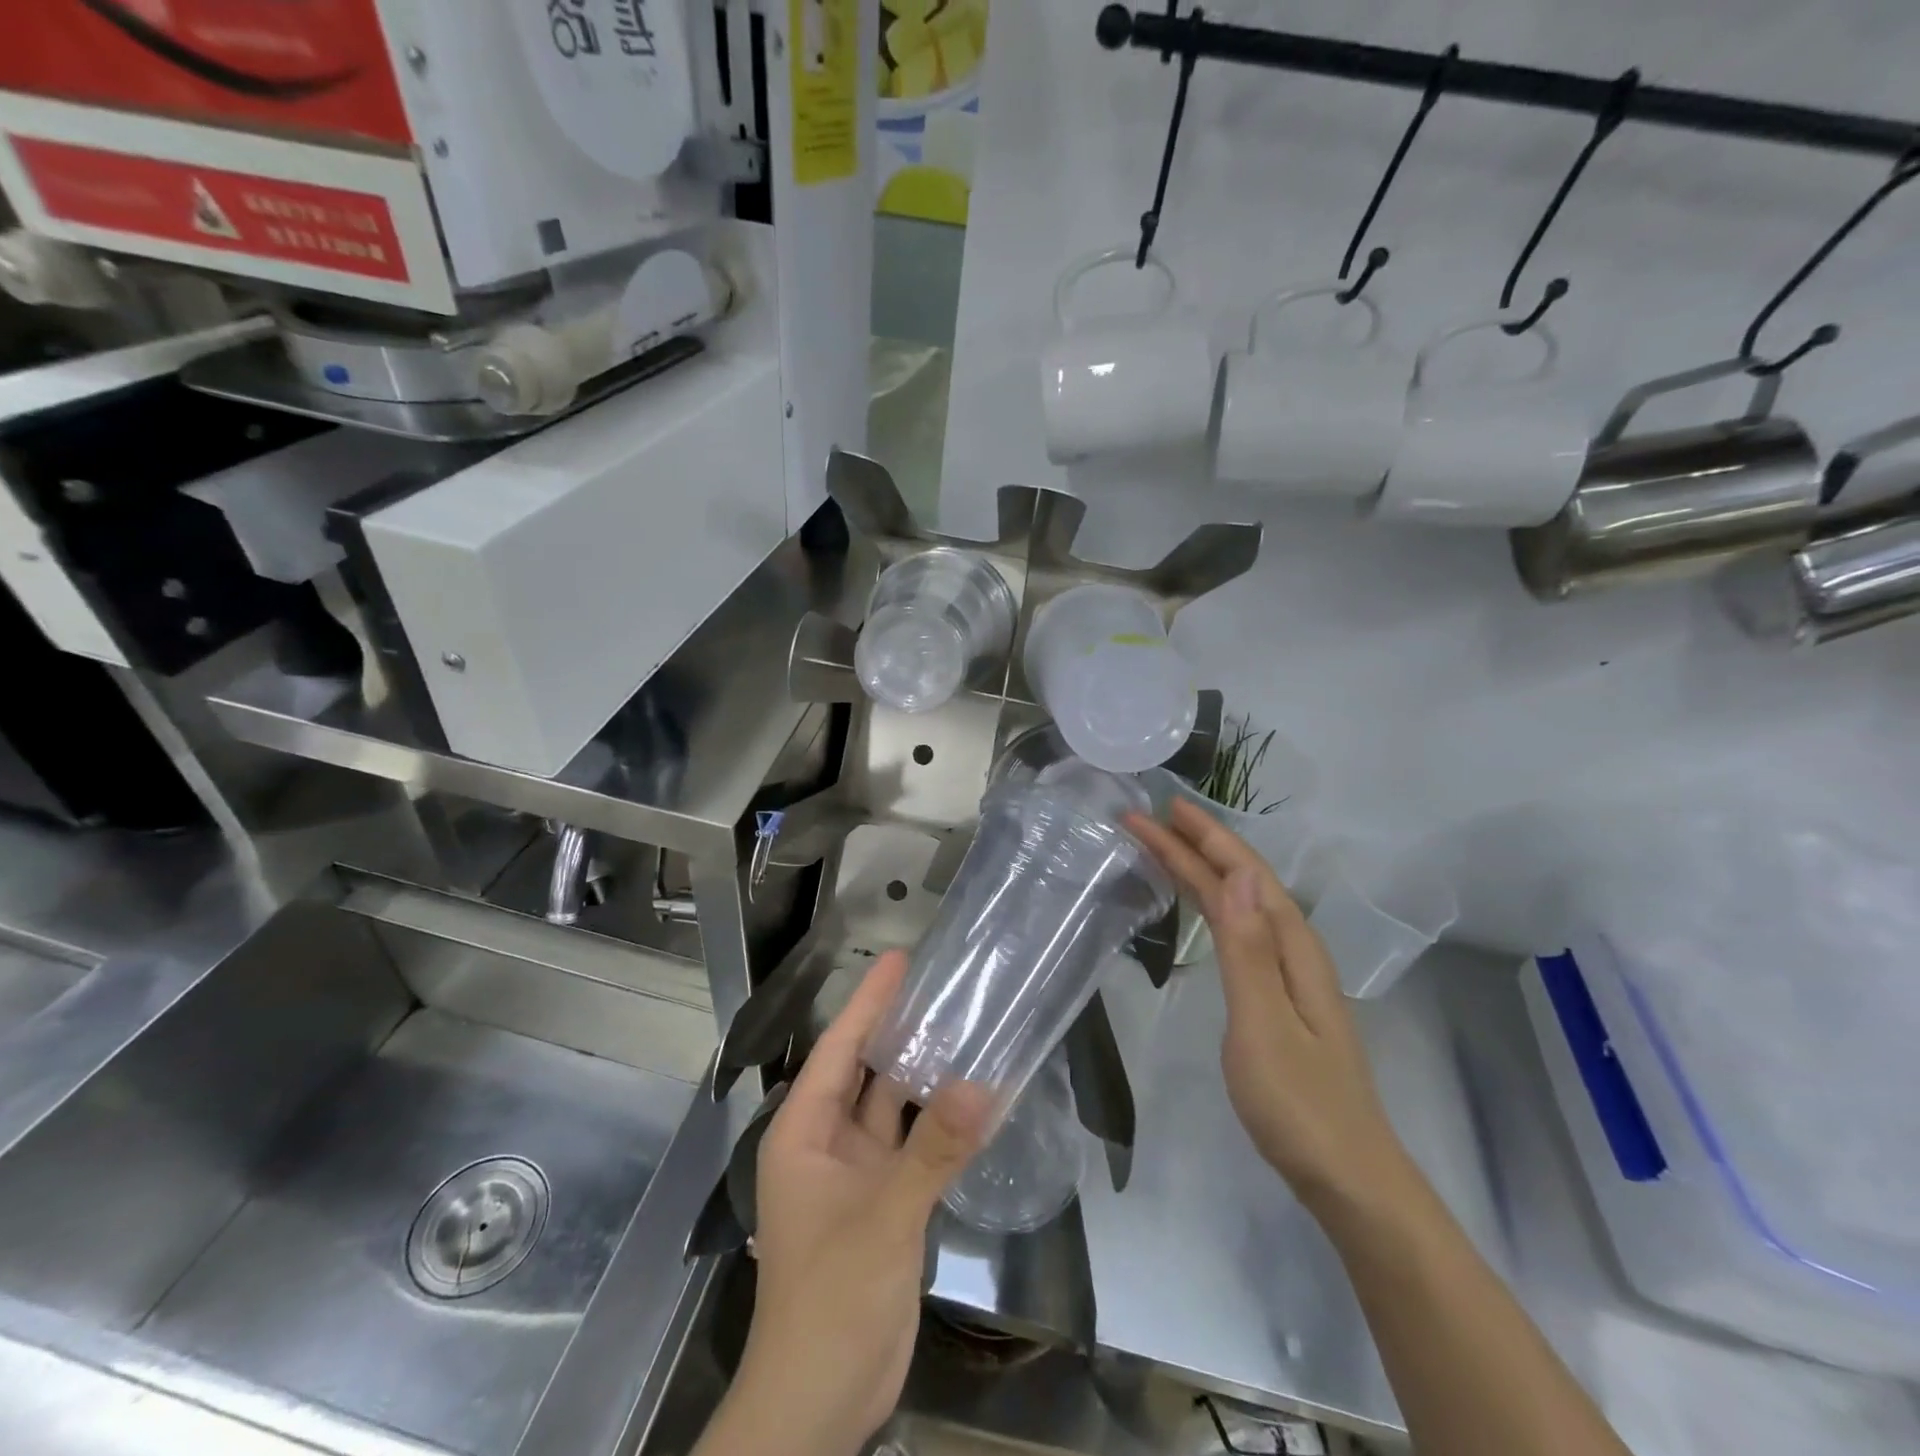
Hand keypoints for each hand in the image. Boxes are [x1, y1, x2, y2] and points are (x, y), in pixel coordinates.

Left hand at [712, 951, 989, 1455]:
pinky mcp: (884, 1203)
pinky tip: (975, 1099)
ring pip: (892, 1108)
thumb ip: (934, 1149)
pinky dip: (940, 1123)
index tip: (901, 959)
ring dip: (924, 1075)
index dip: (869, 1001)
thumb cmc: (830, 1300)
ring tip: (966, 1028)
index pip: (838, 1047)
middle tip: (944, 985)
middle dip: (899, 1029)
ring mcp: (856, 1173)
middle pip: (865, 1070)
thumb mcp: (883, 1217)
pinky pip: (913, 1146)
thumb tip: (985, 1083)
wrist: (819, 1405)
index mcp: (803, 1130)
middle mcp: (826, 1141)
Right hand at [1127, 800, 1414, 1214]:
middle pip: (1241, 882)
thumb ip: (1247, 951)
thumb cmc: (1299, 1104)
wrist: (1349, 1178)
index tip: (1159, 810)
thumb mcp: (1264, 1025)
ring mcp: (1289, 975)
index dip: (1202, 839)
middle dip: (1196, 845)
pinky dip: (1213, 904)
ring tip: (1166, 847)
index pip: (1242, 875)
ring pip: (1241, 903)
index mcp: (1293, 948)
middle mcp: (1294, 950)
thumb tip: (1233, 876)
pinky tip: (1204, 905)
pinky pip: (1240, 930)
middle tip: (1149, 818)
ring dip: (1204, 869)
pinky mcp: (1278, 997)